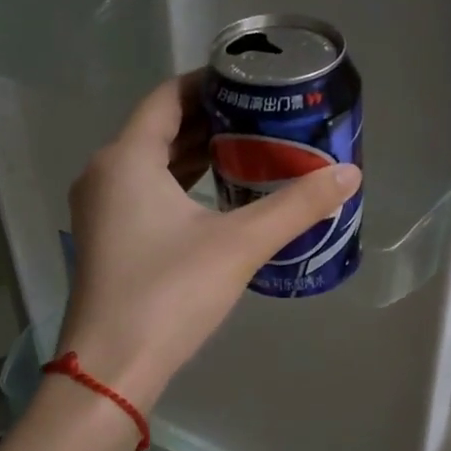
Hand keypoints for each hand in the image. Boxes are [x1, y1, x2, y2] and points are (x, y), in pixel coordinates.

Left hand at [56, 74, 361, 412]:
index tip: (252, 83)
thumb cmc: (169, 293)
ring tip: (251, 151)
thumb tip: (349, 174)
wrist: (112, 368)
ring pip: (153, 164)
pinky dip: (182, 186)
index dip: (209, 83)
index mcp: (126, 159)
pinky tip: (220, 199)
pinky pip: (146, 194)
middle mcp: (105, 174)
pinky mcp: (108, 241)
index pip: (168, 97)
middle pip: (161, 129)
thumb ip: (296, 206)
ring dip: (198, 155)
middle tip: (264, 118)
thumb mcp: (240, 244)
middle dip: (212, 121)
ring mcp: (101, 210)